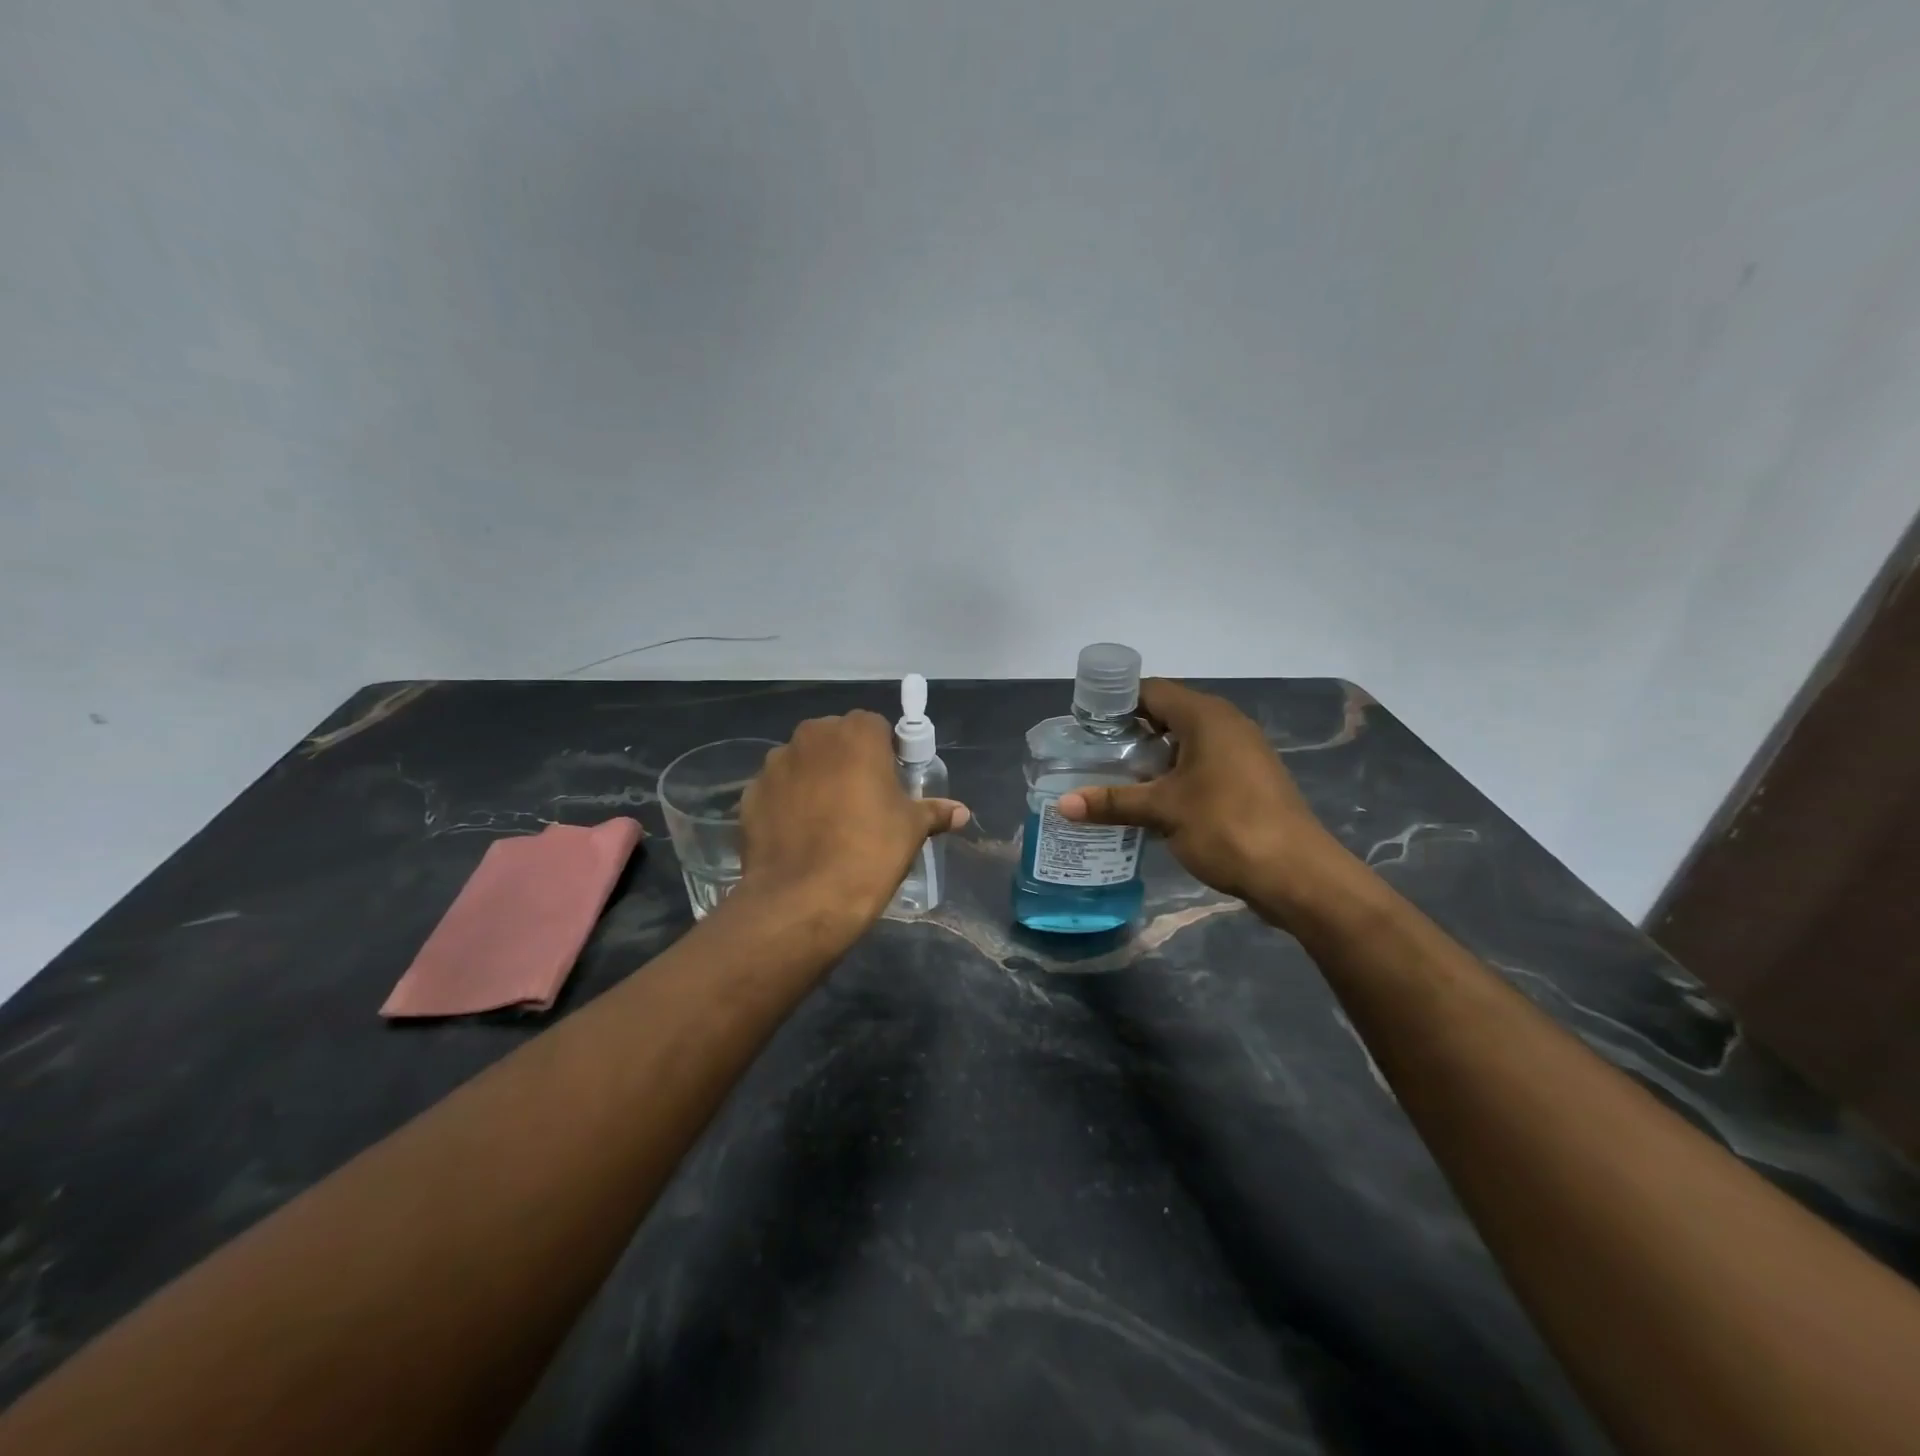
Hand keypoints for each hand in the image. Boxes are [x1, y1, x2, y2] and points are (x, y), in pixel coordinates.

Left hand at [737, 711, 968, 928]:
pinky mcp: (750, 794)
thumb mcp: (911, 830)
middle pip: (836, 739)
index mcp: (856, 733)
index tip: (891, 782)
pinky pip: (777, 791)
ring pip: (803, 763)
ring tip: (826, 822)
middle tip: (862, 800)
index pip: (875, 726)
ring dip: (815, 779)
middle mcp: (811, 736)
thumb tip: (960, 812)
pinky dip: (787, 804)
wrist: (802, 900)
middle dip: (847, 761)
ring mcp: (775, 764)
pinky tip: (799, 836)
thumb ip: (934, 812)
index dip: (885, 751)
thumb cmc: (869, 852)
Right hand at [1056, 679, 1350, 918]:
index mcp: (1205, 716)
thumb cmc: (1227, 826)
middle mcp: (1225, 724)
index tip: (1085, 724)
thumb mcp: (1163, 811)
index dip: (1115, 703)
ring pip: (1184, 743)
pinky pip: (1200, 765)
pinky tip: (1151, 802)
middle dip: (1128, 733)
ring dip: (1151, 759)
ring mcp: (1240, 752)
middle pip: (1166, 715)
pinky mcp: (1247, 780)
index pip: (1150, 691)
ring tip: (1113, 779)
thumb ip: (1113, 802)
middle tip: (1093, 754)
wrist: (1297, 874)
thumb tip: (1062, 805)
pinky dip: (1173, 776)